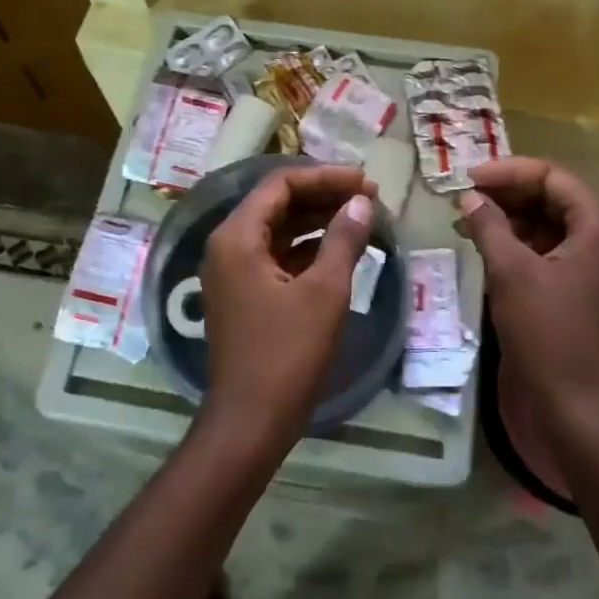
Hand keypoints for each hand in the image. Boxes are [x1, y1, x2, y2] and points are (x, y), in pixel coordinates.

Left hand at [199, 165, 375, 454]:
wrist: (251, 421)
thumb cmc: (287, 353)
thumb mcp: (324, 292)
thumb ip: (343, 239)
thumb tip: (361, 202)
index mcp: (237, 237)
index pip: (280, 185)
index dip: (325, 177)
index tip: (365, 181)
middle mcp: (228, 246)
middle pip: (277, 204)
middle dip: (323, 196)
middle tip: (369, 197)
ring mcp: (234, 272)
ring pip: (279, 229)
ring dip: (318, 221)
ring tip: (362, 217)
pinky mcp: (246, 294)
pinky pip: (278, 256)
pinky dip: (309, 248)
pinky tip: (341, 249)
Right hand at [459, 157, 598, 450]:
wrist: (582, 406)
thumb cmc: (549, 333)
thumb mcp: (511, 273)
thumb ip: (489, 226)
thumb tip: (469, 197)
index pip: (551, 177)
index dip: (506, 173)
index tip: (466, 180)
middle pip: (553, 198)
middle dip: (507, 195)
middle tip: (464, 199)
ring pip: (551, 226)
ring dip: (511, 220)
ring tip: (468, 223)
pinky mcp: (587, 289)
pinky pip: (552, 252)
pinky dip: (521, 246)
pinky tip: (489, 249)